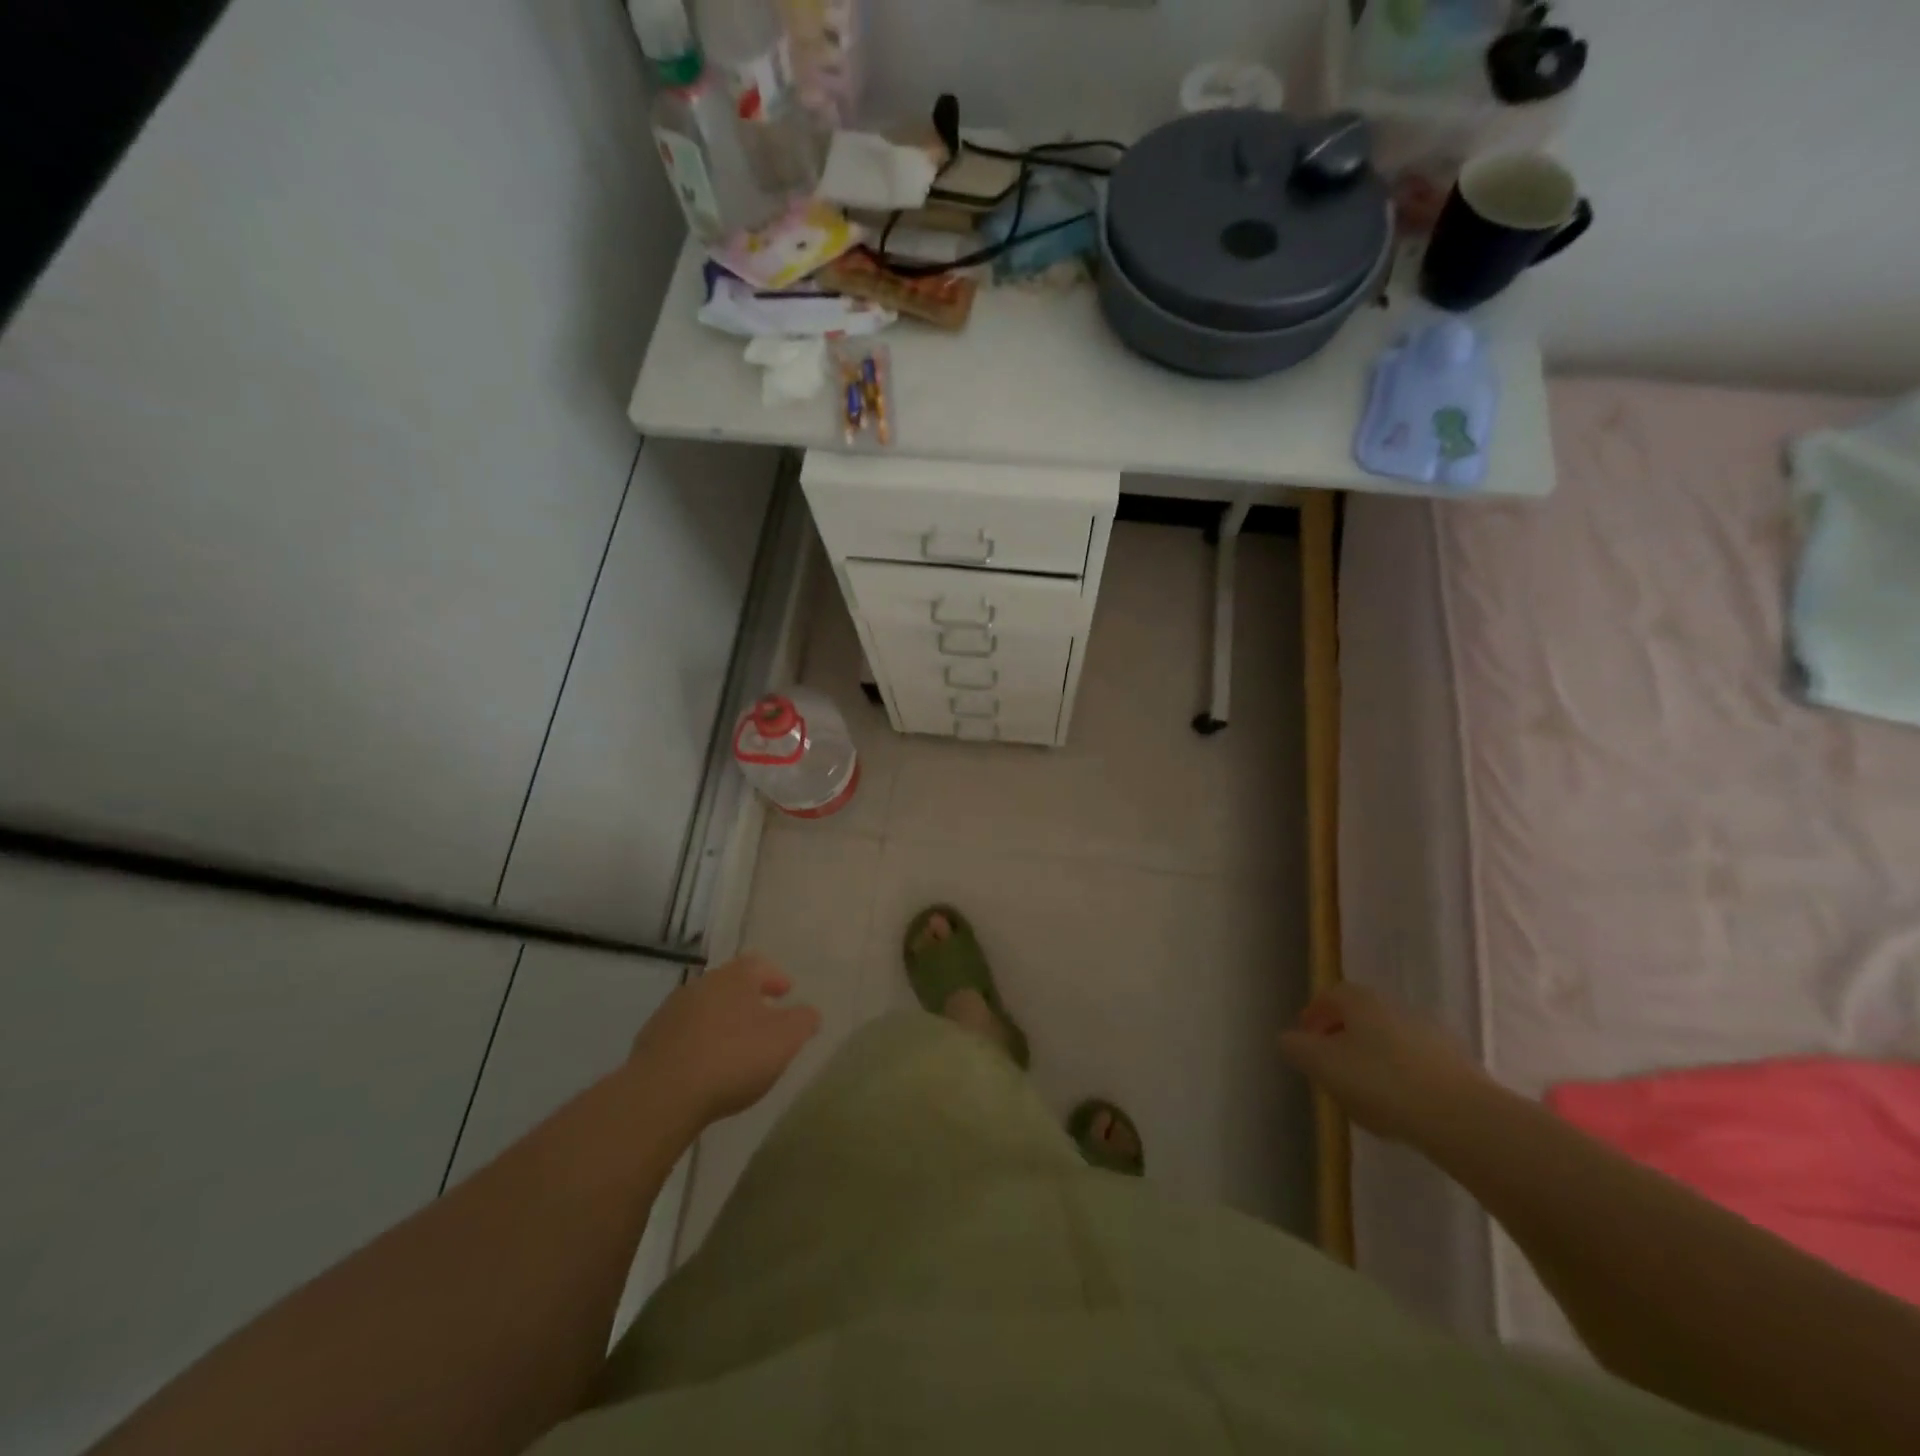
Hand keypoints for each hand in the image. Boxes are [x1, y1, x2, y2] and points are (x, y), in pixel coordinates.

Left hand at [626, 954, 820, 1128]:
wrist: (663, 1093)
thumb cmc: (734, 1057)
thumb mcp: (785, 1040)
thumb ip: (803, 1021)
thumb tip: (809, 1012)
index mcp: (735, 977)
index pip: (759, 965)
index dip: (775, 977)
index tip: (786, 992)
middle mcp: (702, 984)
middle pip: (730, 984)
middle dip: (748, 998)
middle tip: (763, 1018)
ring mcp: (672, 1011)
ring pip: (705, 1008)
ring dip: (721, 1020)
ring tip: (734, 1046)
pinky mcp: (650, 1040)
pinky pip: (683, 1034)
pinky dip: (698, 1042)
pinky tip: (704, 1066)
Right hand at [1278, 983, 1493, 1144]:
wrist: (1463, 1119)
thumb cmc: (1381, 1082)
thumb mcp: (1322, 1065)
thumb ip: (1297, 1048)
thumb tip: (1289, 1039)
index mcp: (1361, 1000)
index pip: (1330, 996)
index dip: (1314, 1016)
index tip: (1304, 1040)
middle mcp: (1396, 1008)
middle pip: (1360, 1018)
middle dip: (1342, 1040)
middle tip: (1329, 1068)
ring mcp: (1431, 1036)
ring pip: (1389, 1043)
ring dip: (1372, 1061)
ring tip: (1363, 1096)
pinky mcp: (1457, 1068)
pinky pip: (1416, 1067)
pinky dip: (1401, 1081)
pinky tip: (1398, 1109)